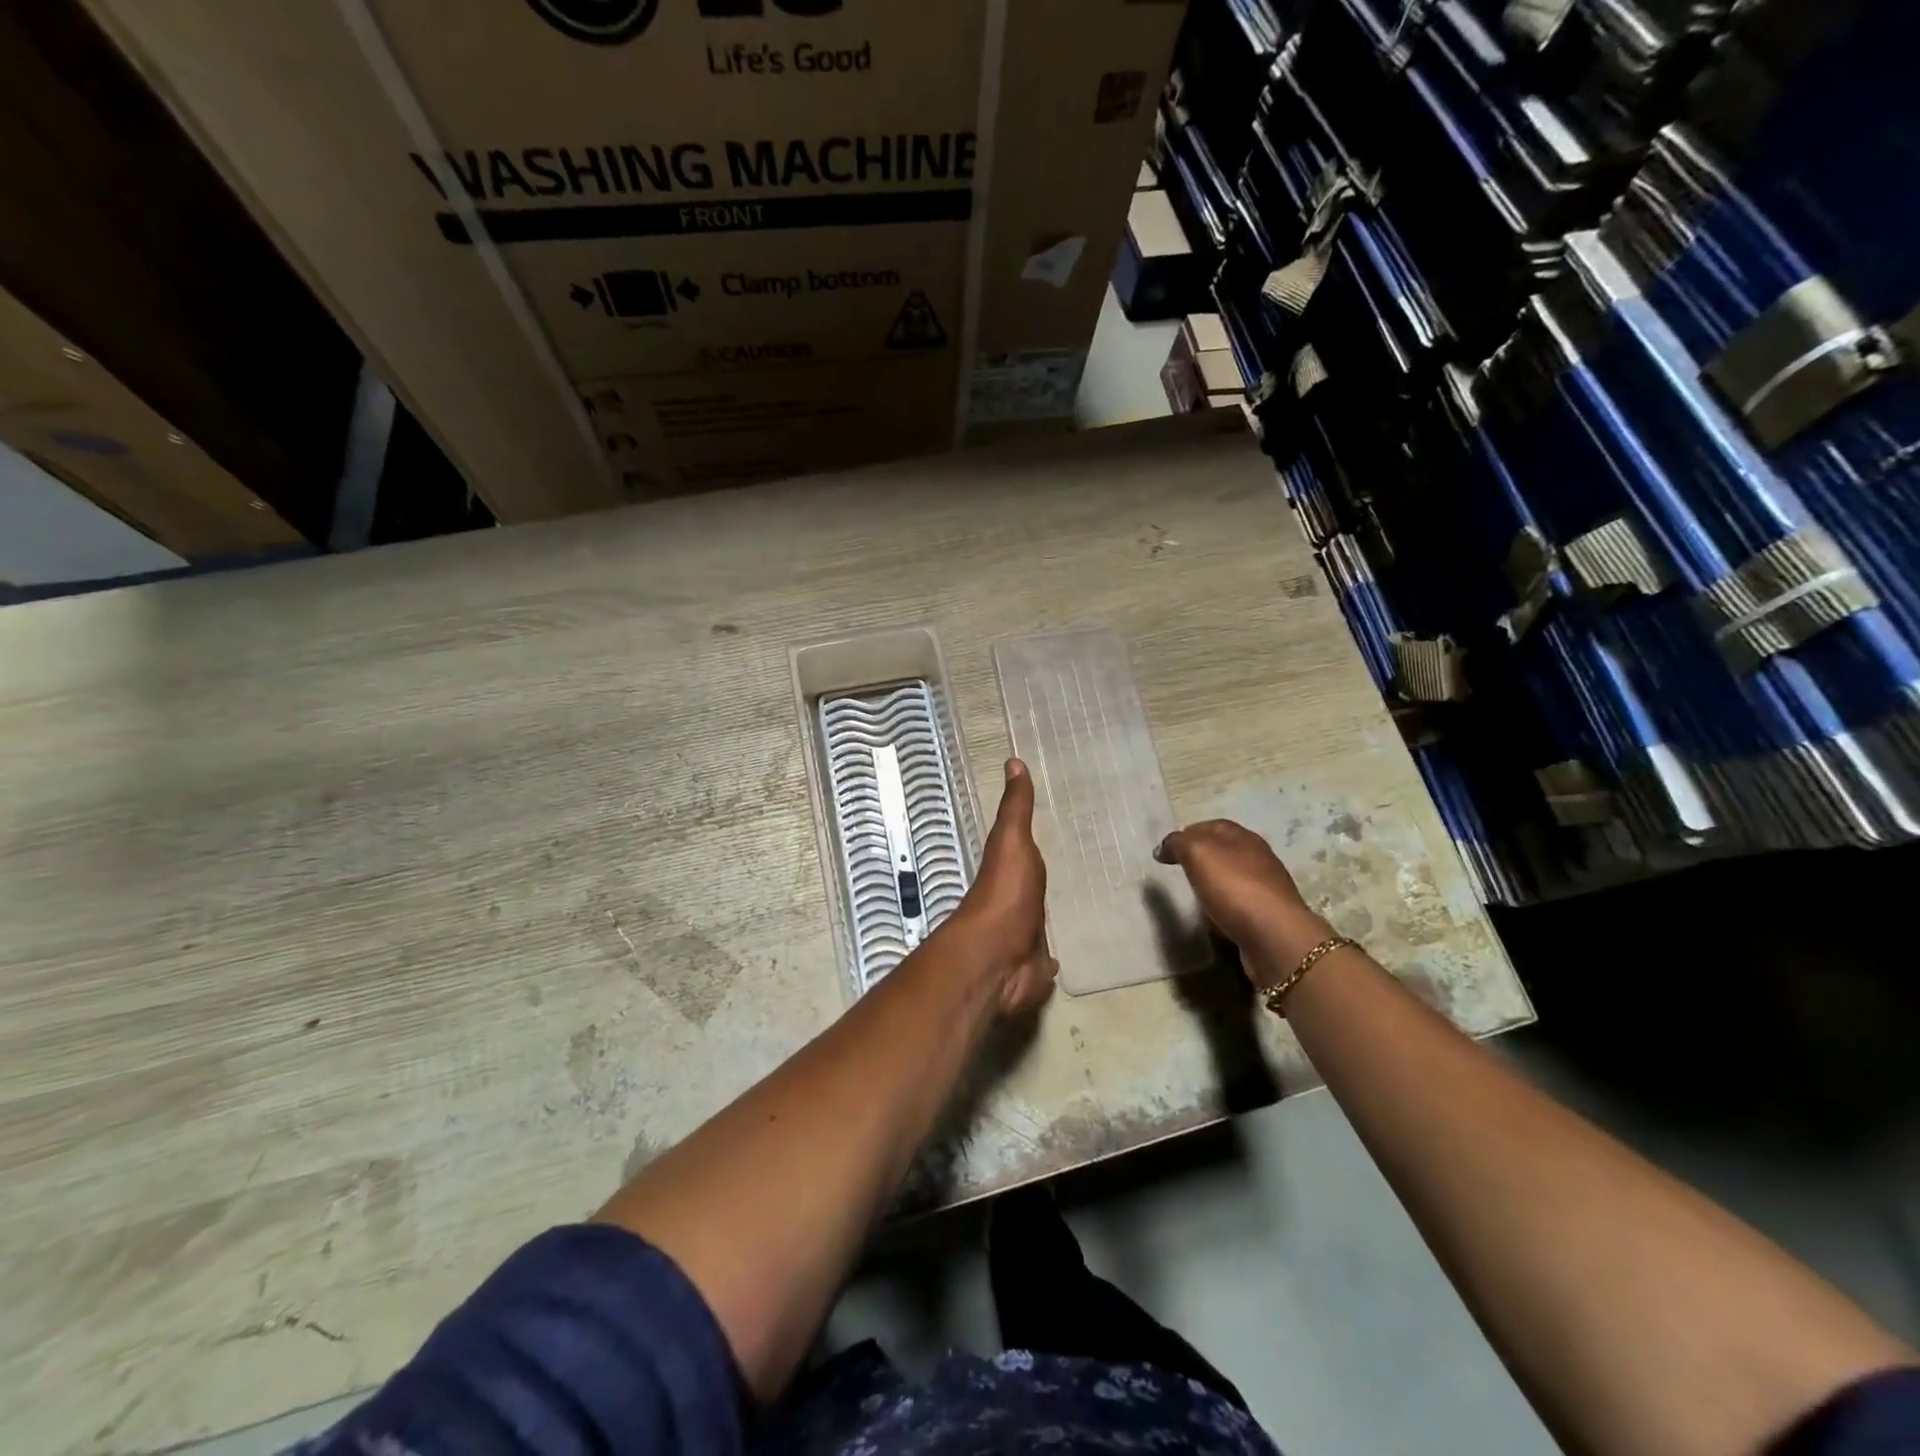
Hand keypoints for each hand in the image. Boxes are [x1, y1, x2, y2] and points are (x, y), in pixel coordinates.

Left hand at [951, 759, 1056, 1015]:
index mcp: (1008, 872)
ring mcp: (1023, 938)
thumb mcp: (1011, 840)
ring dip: (1047, 921)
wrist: (999, 956)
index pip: (1020, 854)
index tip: (1051, 836)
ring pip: (1038, 925)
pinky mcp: (1036, 968)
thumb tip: (1012, 760)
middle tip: (1073, 875)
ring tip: (1075, 913)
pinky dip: (1052, 960)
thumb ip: (1016, 808)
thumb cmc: (1006, 892)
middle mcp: (1013, 903)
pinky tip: (1065, 958)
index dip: (1030, 846)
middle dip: (1042, 886)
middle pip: (1030, 890)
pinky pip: (1047, 961)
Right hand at [1154, 819, 1329, 986]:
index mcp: (1243, 837)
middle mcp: (1258, 857)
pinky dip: (1223, 908)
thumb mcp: (1197, 853)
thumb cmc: (1234, 887)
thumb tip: (1164, 847)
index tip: (1165, 851)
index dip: (1187, 834)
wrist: (1274, 936)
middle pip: (1223, 851)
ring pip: (1231, 879)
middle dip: (1200, 859)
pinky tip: (1213, 919)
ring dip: (1212, 885)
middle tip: (1177, 871)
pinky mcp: (1267, 916)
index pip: (1211, 826)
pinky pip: (1238, 906)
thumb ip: (1178, 843)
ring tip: (1192, 897)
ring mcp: (1266, 888)